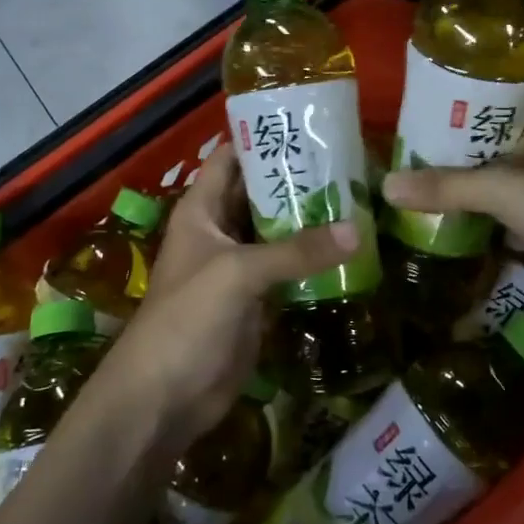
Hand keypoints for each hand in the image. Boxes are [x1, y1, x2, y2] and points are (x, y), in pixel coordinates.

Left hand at [96, 145, 353, 452]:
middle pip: (260, 193)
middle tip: (352, 163)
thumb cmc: (186, 320)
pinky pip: (288, 268)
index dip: (264, 138)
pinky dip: (313, 259)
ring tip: (360, 198)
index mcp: (202, 210)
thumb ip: (296, 251)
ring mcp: (239, 266)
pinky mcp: (255, 299)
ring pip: (278, 231)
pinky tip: (350, 247)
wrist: (163, 398)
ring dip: (311, 219)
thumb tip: (358, 230)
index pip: (232, 157)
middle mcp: (220, 230)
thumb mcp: (238, 274)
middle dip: (299, 179)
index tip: (311, 124)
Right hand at [382, 112, 523, 323]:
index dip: (448, 120)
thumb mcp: (500, 189)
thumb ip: (444, 187)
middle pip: (487, 152)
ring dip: (465, 197)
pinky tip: (447, 230)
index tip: (407, 132)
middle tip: (401, 170)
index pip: (486, 111)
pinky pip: (508, 220)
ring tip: (414, 198)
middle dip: (449, 164)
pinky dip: (483, 225)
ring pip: (497, 188)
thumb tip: (386, 186)